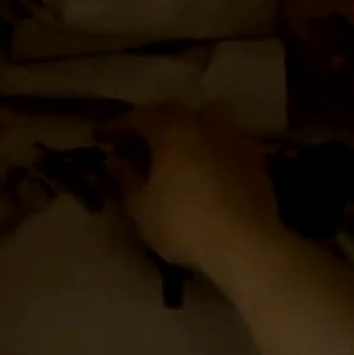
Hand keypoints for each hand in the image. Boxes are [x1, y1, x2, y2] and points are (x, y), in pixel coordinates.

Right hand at [98, 105, 282, 285]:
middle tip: (135, 141)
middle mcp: (202, 125)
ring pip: (207, 115)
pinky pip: (229, 137)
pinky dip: (212, 143)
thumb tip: (114, 159)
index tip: (98, 136)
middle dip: (150, 121)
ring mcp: (233, 138)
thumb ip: (125, 178)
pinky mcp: (255, 158)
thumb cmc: (184, 224)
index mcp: (170, 131)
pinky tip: (208, 163)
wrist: (247, 244)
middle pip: (172, 110)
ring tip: (177, 145)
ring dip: (188, 123)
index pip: (135, 118)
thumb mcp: (141, 207)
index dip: (114, 125)